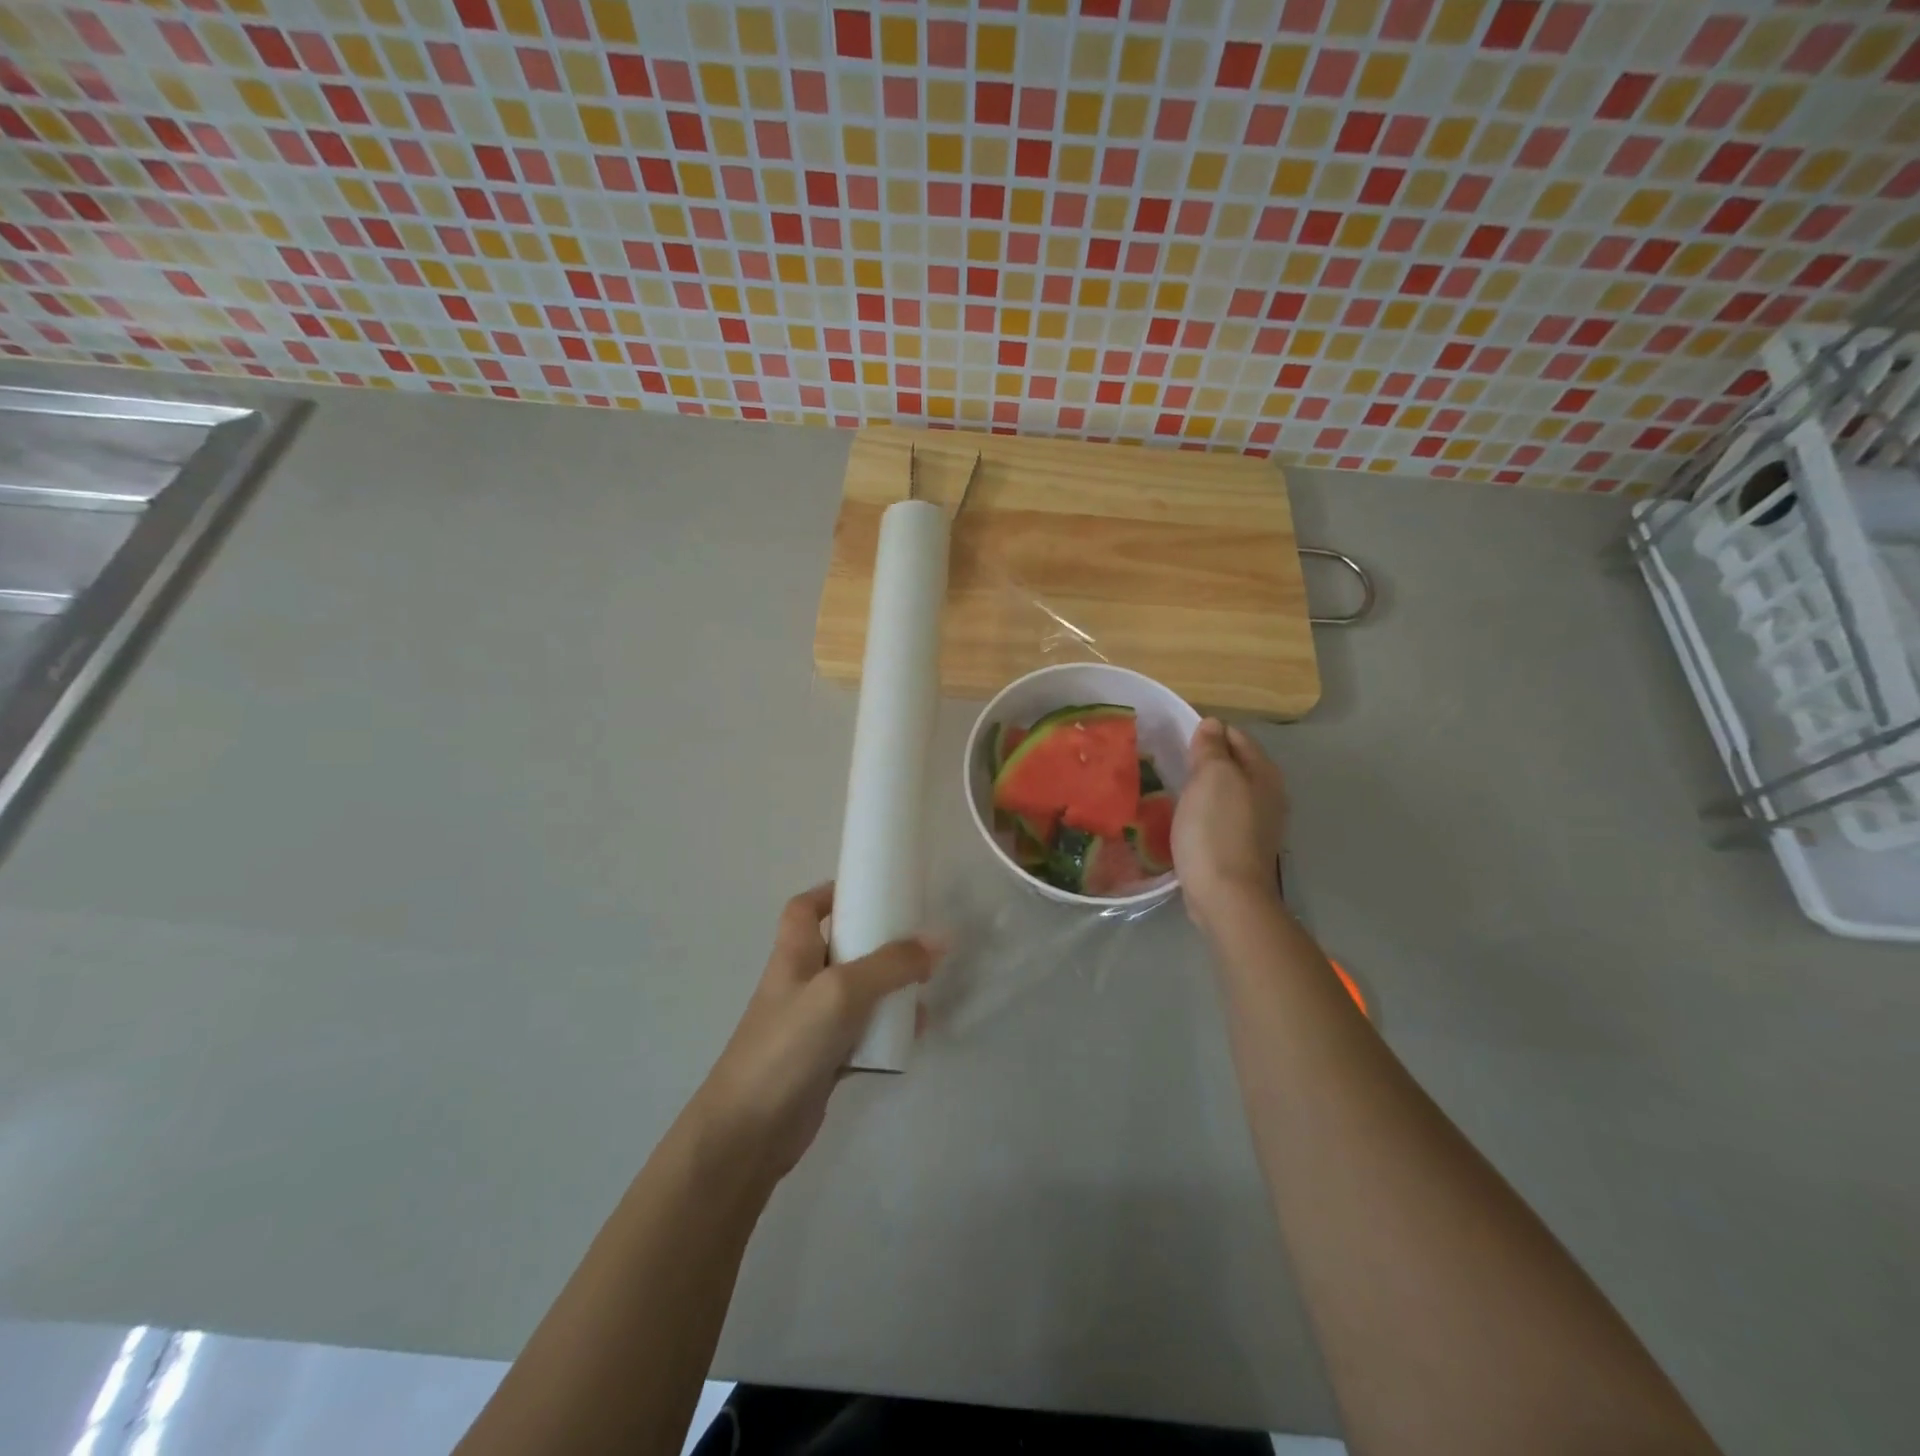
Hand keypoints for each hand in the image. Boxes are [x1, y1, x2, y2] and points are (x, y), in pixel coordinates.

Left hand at [688, 883, 937, 1183]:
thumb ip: (891, 964)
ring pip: (857, 994)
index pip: (805, 908)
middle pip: (840, 949)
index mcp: (793, 955)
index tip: (871, 890)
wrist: (749, 1133)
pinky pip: (862, 1035)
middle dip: (876, 943)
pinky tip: (913, 1036)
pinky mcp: (824, 1061)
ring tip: (924, 988)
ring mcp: (811, 1025)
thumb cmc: (788, 1045)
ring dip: (888, 989)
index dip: (832, 893)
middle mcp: (801, 984)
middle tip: (915, 943)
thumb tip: (940, 939)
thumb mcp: (842, 991)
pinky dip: (886, 1032)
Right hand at [1173, 718, 1288, 927]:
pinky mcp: (1243, 847)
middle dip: (1207, 760)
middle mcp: (1269, 794)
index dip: (1209, 732)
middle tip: (1172, 762)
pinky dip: (1206, 811)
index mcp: (1264, 772)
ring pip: (1228, 791)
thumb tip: (1212, 724)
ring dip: (1205, 787)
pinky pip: (1222, 816)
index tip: (1177, 739)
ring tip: (1176, 788)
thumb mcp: (1211, 777)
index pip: (1236, 736)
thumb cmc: (1216, 829)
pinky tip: (1187, 818)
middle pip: (1235, 764)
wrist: (1226, 895)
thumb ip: (1212, 748)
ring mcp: (1258, 824)